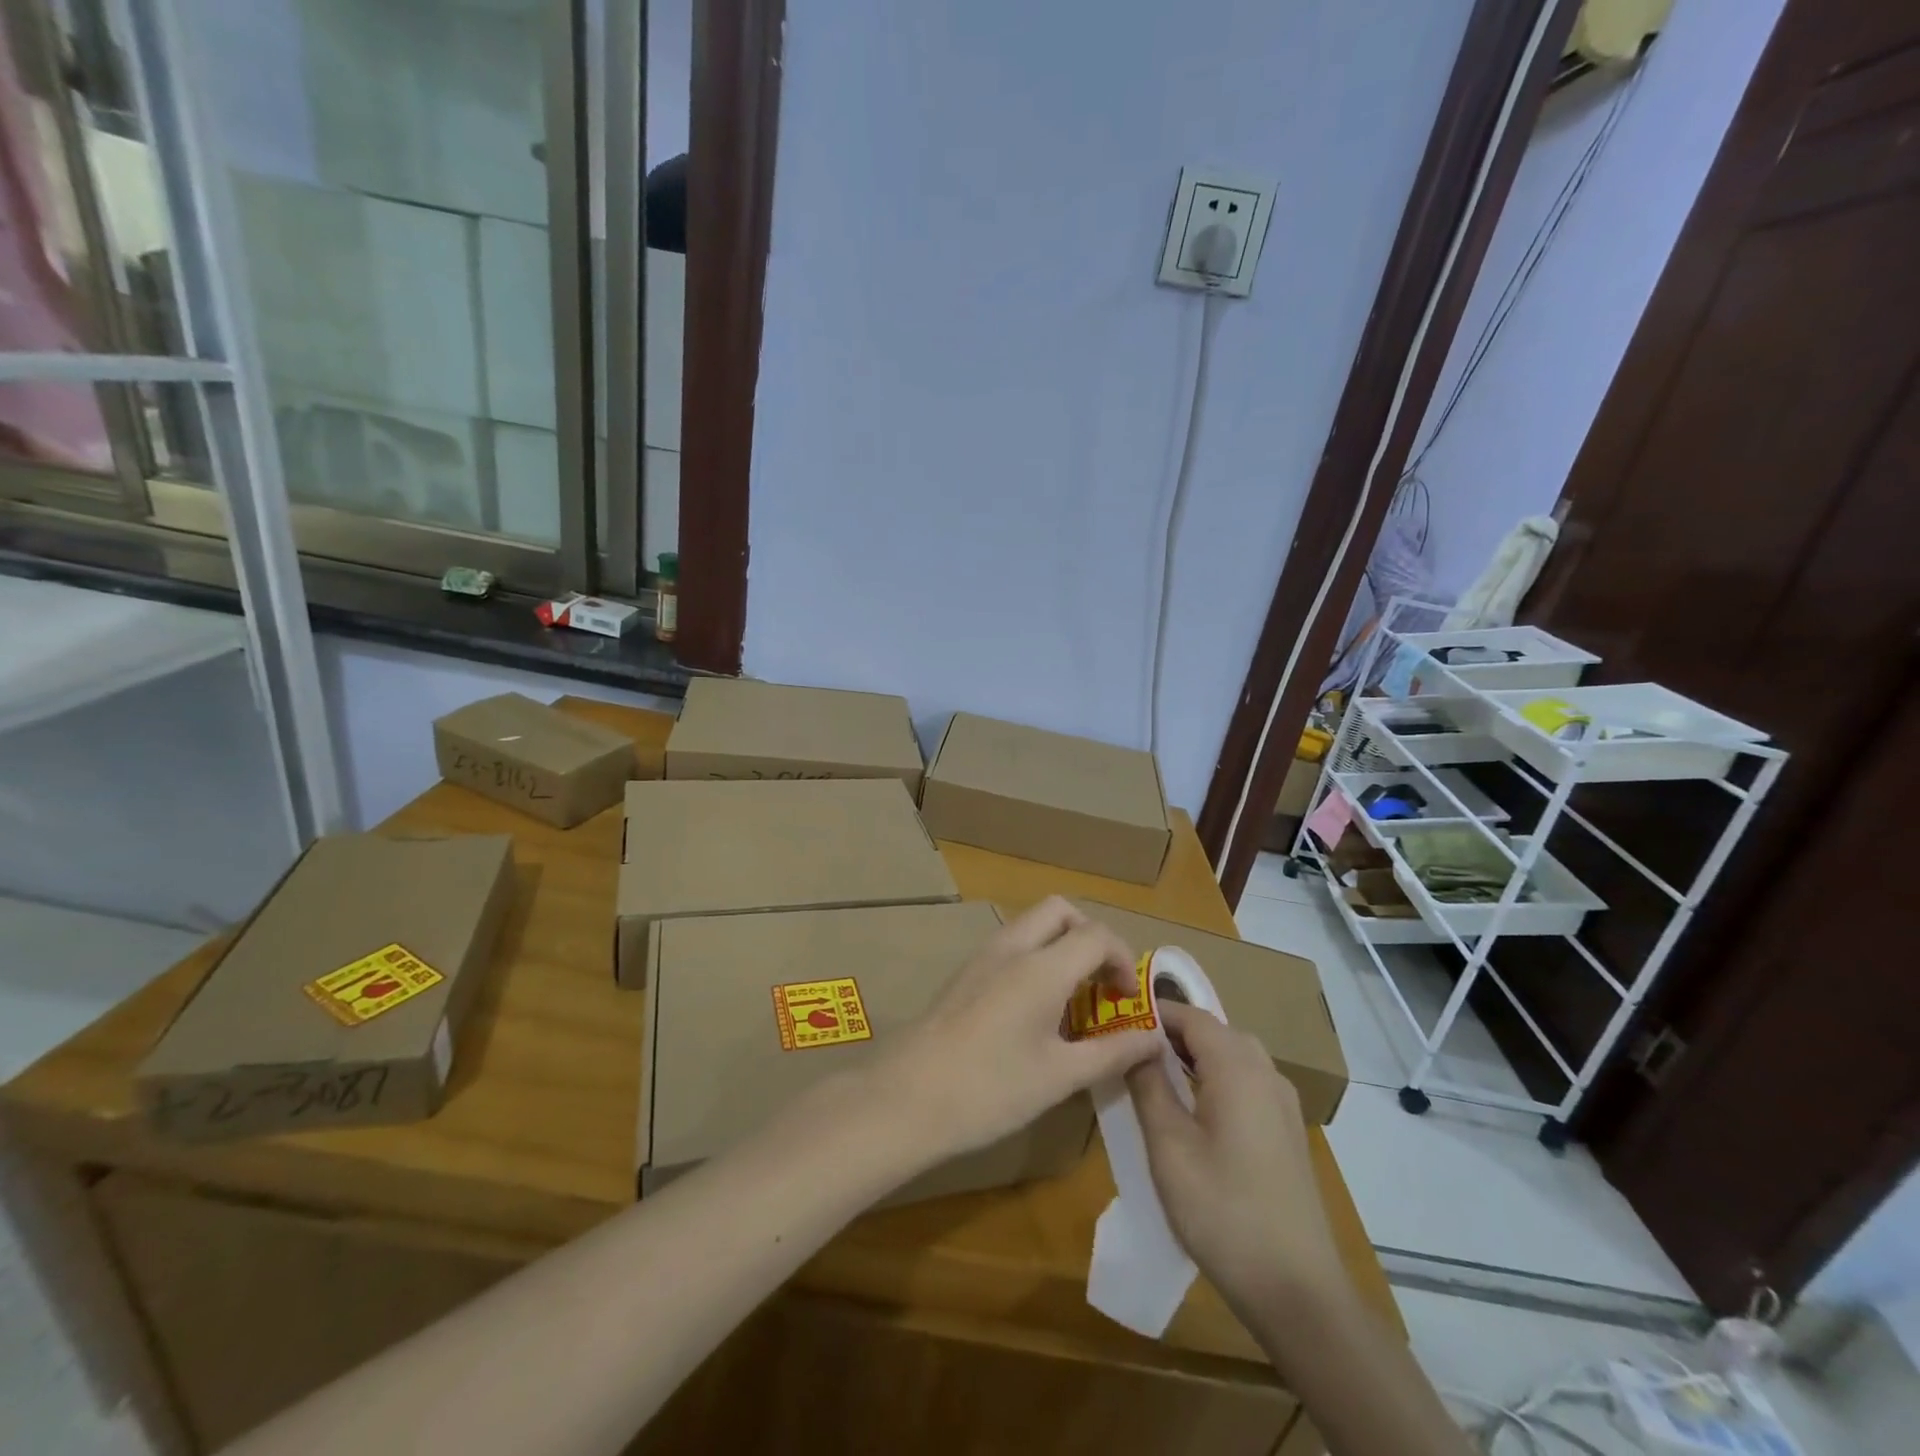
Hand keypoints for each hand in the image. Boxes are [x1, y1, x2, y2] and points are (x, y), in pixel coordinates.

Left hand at [875, 897, 1162, 1167]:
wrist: (907, 1097)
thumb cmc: (990, 1089)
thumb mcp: (1059, 1077)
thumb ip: (1112, 1052)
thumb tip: (1154, 1037)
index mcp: (1041, 967)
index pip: (1096, 935)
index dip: (1122, 960)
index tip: (1128, 1000)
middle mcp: (1011, 948)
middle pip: (1060, 911)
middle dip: (1090, 937)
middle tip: (1101, 984)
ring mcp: (982, 957)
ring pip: (1031, 926)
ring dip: (1061, 947)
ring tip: (1071, 1002)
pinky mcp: (964, 975)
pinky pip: (1010, 947)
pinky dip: (1034, 960)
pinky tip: (1033, 1012)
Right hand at [1126, 1001, 1341, 1322]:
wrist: (1298, 1291)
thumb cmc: (1223, 1212)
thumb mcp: (1169, 1147)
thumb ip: (1148, 1085)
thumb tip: (1134, 1043)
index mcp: (1238, 1067)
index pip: (1191, 1015)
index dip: (1152, 1012)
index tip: (1115, 1020)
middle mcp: (1266, 1073)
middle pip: (1214, 1031)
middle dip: (1171, 1033)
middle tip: (1129, 1049)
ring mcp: (1283, 1103)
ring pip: (1232, 1056)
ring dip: (1193, 1056)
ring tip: (1153, 1077)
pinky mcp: (1287, 1131)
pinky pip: (1246, 1082)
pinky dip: (1215, 1078)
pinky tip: (1192, 1111)